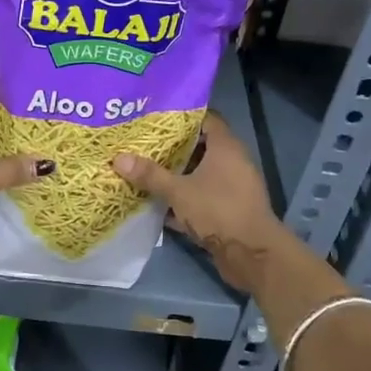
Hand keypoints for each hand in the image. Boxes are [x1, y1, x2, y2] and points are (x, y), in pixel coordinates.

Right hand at [113, 115, 291, 291]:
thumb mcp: (178, 191)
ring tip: (147, 170)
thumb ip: (150, 175)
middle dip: (174, 147)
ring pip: (201, 173)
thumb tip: (118, 159)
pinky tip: (160, 203)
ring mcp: (233, 186)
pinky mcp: (230, 209)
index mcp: (226, 147)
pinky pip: (204, 195)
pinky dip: (185, 197)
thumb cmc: (218, 210)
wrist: (252, 254)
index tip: (156, 117)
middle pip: (201, 146)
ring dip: (178, 174)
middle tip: (144, 144)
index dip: (182, 117)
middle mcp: (233, 162)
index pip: (205, 119)